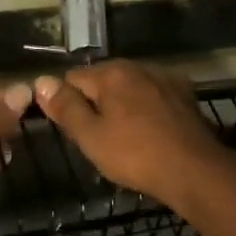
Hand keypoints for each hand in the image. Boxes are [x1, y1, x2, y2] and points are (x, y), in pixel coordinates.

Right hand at [33, 62, 229, 207]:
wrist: (194, 169)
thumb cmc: (136, 155)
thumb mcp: (91, 137)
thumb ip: (66, 107)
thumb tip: (41, 80)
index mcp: (112, 73)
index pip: (72, 78)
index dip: (66, 103)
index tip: (73, 130)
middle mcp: (138, 66)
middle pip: (103, 80)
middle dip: (95, 103)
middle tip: (97, 139)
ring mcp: (165, 78)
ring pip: (130, 88)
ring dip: (122, 106)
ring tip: (124, 139)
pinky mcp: (185, 94)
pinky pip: (153, 97)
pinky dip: (146, 109)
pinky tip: (150, 132)